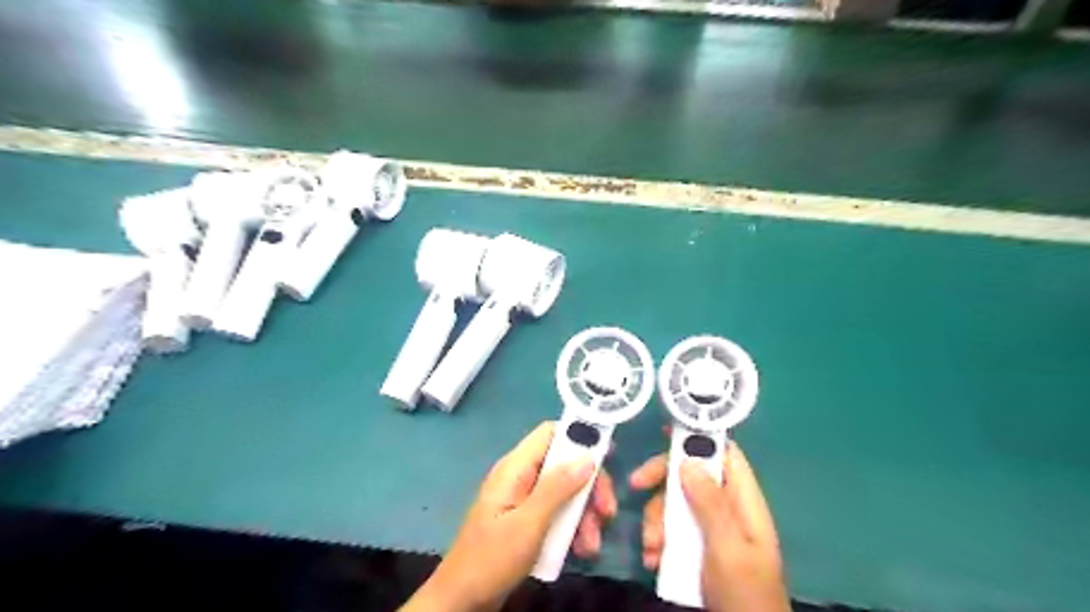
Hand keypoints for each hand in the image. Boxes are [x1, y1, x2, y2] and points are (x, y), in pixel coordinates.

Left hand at [402, 422, 611, 611]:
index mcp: (515, 468)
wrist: (462, 601)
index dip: (579, 437)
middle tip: (607, 511)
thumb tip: (587, 458)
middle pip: (564, 464)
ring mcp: (525, 499)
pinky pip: (557, 513)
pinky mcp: (528, 520)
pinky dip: (572, 528)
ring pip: (565, 491)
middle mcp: (521, 477)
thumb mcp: (528, 524)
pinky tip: (581, 550)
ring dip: (584, 514)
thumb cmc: (492, 559)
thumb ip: (557, 489)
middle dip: (589, 487)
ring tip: (593, 544)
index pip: (550, 434)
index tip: (607, 456)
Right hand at [631, 441, 793, 611]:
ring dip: (656, 520)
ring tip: (651, 547)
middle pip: (690, 475)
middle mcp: (726, 508)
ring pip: (675, 504)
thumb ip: (710, 503)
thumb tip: (688, 458)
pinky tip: (653, 558)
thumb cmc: (745, 592)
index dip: (699, 438)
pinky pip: (671, 531)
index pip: (724, 454)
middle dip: (661, 482)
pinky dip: (658, 541)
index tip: (666, 432)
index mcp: (743, 500)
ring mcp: (710, 529)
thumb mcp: (728, 546)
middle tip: (635, 485)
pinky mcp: (696, 548)